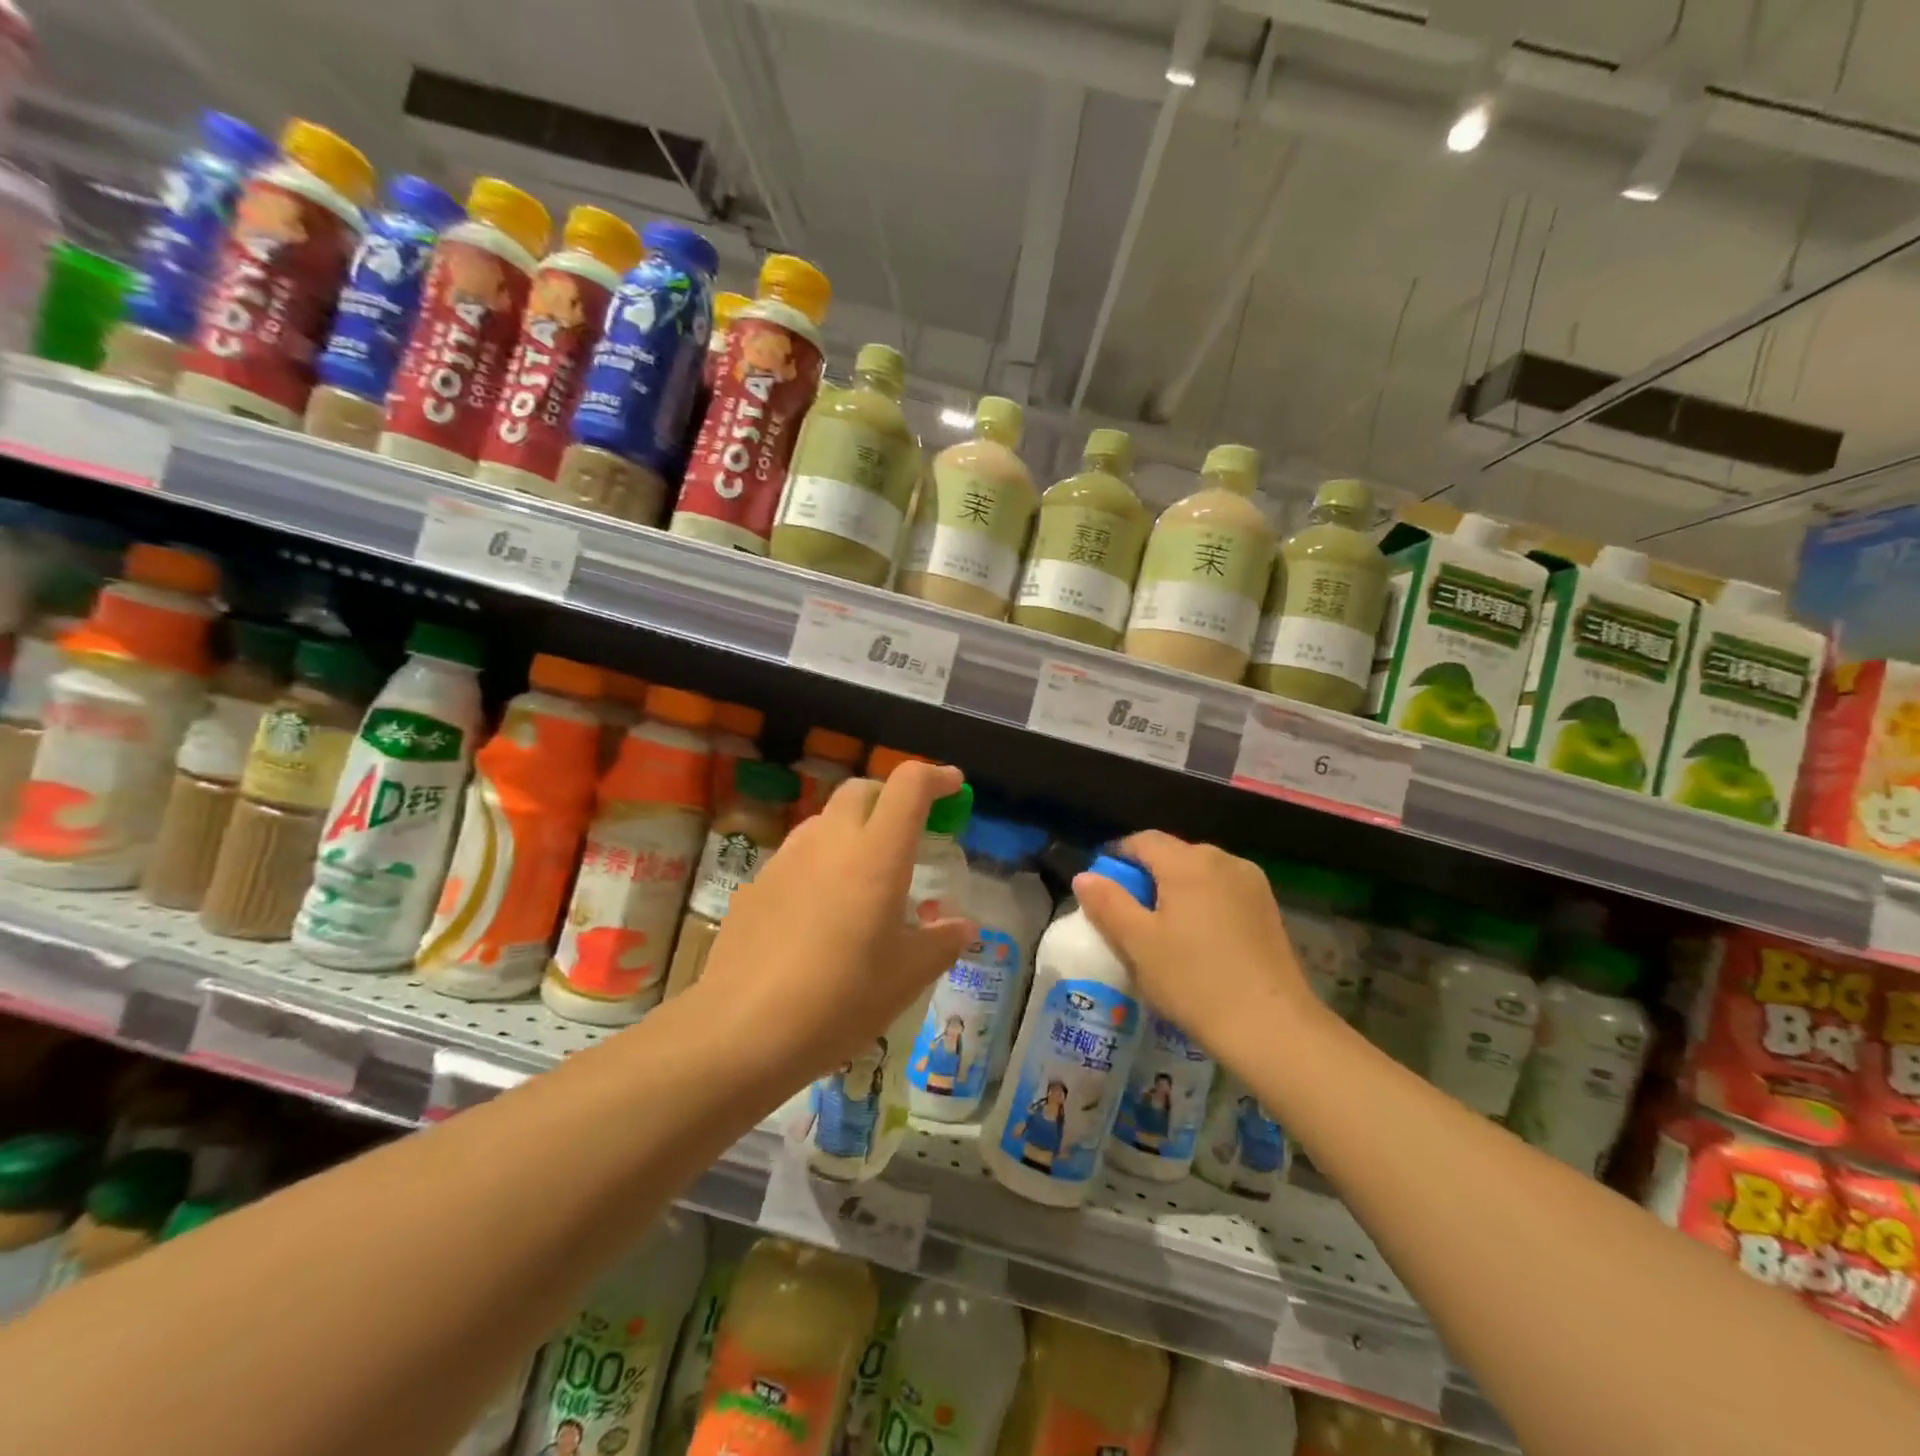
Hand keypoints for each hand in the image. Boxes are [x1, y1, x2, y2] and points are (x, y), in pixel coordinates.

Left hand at [691, 761, 973, 1087]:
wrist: (742, 1031)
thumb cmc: (841, 999)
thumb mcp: (907, 977)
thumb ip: (941, 942)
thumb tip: (961, 926)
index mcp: (877, 853)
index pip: (909, 785)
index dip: (936, 777)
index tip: (953, 788)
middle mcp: (830, 841)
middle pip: (862, 790)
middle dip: (891, 798)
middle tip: (909, 833)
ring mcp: (787, 859)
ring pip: (826, 821)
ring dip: (853, 830)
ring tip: (865, 877)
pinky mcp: (756, 884)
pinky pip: (798, 856)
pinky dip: (821, 863)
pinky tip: (821, 912)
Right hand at [1072, 830, 1323, 1065]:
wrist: (1272, 1026)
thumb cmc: (1194, 981)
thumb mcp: (1138, 943)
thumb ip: (1107, 903)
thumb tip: (1084, 876)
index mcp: (1188, 862)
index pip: (1142, 841)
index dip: (1116, 858)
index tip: (1101, 887)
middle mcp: (1223, 860)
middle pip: (1173, 855)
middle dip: (1146, 876)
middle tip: (1128, 916)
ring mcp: (1252, 883)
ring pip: (1200, 874)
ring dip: (1176, 891)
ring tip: (1163, 932)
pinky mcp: (1269, 909)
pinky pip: (1223, 892)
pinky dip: (1203, 904)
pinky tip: (1198, 941)